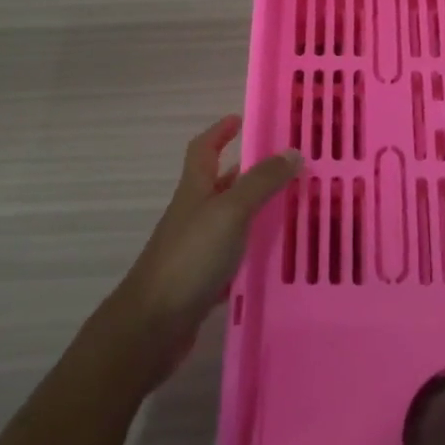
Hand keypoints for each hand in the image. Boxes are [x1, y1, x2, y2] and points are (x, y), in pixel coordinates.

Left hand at [111, 117, 300, 356]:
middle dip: (248, 172)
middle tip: (286, 167)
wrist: (152, 325)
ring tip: (291, 209)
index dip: (219, 131)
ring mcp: (195, 249)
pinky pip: (231, 257)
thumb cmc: (190, 257)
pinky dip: (251, 252)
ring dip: (254, 212)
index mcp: (195, 190)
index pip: (203, 149)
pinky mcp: (201, 281)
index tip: (239, 119)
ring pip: (229, 221)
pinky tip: (275, 258)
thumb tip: (292, 151)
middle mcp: (193, 214)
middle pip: (219, 184)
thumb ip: (261, 182)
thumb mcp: (231, 211)